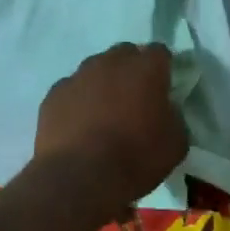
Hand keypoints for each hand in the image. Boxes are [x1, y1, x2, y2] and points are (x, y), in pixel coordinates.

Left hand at [34, 43, 188, 208]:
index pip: (160, 52)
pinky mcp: (54, 94)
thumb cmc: (135, 158)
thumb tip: (165, 110)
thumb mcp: (175, 142)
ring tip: (104, 113)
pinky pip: (71, 89)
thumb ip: (174, 116)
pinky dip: (78, 101)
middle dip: (131, 70)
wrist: (79, 178)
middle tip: (135, 98)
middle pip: (125, 54)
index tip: (163, 87)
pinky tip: (79, 125)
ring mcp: (79, 75)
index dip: (163, 67)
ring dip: (103, 83)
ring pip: (95, 68)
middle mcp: (111, 62)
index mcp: (146, 69)